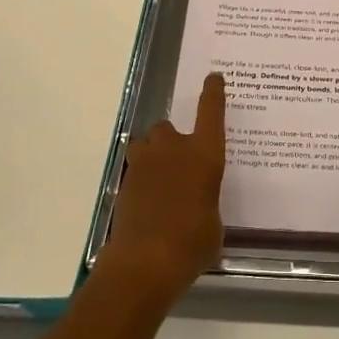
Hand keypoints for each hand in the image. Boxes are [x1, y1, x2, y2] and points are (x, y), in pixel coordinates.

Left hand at [103, 73, 225, 301]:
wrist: (145, 261)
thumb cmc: (192, 242)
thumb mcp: (214, 223)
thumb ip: (207, 203)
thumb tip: (198, 206)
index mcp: (204, 154)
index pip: (211, 112)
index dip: (212, 93)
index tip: (213, 78)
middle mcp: (173, 150)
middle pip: (168, 127)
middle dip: (172, 139)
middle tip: (179, 162)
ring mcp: (144, 164)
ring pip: (146, 144)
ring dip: (152, 153)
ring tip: (160, 177)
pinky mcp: (124, 183)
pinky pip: (135, 170)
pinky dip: (141, 179)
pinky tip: (149, 202)